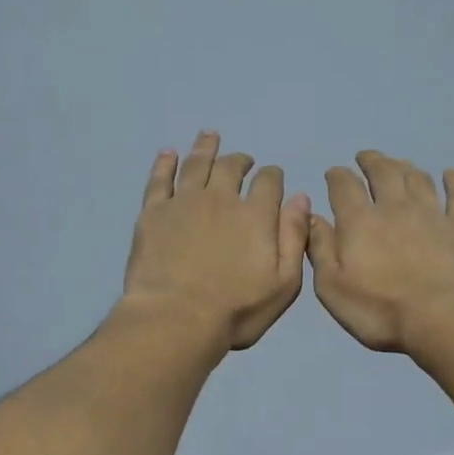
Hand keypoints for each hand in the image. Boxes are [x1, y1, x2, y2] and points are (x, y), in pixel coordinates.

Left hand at [122, 132, 309, 351]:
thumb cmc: (236, 310)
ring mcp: (184, 202)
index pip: (268, 182)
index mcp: (255, 215)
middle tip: (242, 160)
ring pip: (196, 164)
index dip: (272, 177)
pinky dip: (165, 163)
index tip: (271, 177)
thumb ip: (294, 238)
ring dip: (205, 148)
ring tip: (209, 136)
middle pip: (231, 167)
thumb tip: (300, 198)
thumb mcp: (283, 284)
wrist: (176, 319)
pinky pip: (159, 179)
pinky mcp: (153, 213)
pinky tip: (167, 153)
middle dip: (240, 161)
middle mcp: (220, 199)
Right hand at [308, 151, 453, 352]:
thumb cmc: (381, 310)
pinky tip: (451, 174)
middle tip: (366, 157)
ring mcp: (433, 213)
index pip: (344, 186)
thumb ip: (320, 249)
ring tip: (399, 164)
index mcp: (360, 221)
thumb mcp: (333, 288)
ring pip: (418, 179)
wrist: (447, 318)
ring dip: (405, 167)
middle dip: (371, 161)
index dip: (337, 176)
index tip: (333, 173)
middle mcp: (395, 207)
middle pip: (383, 172)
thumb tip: (312, 217)